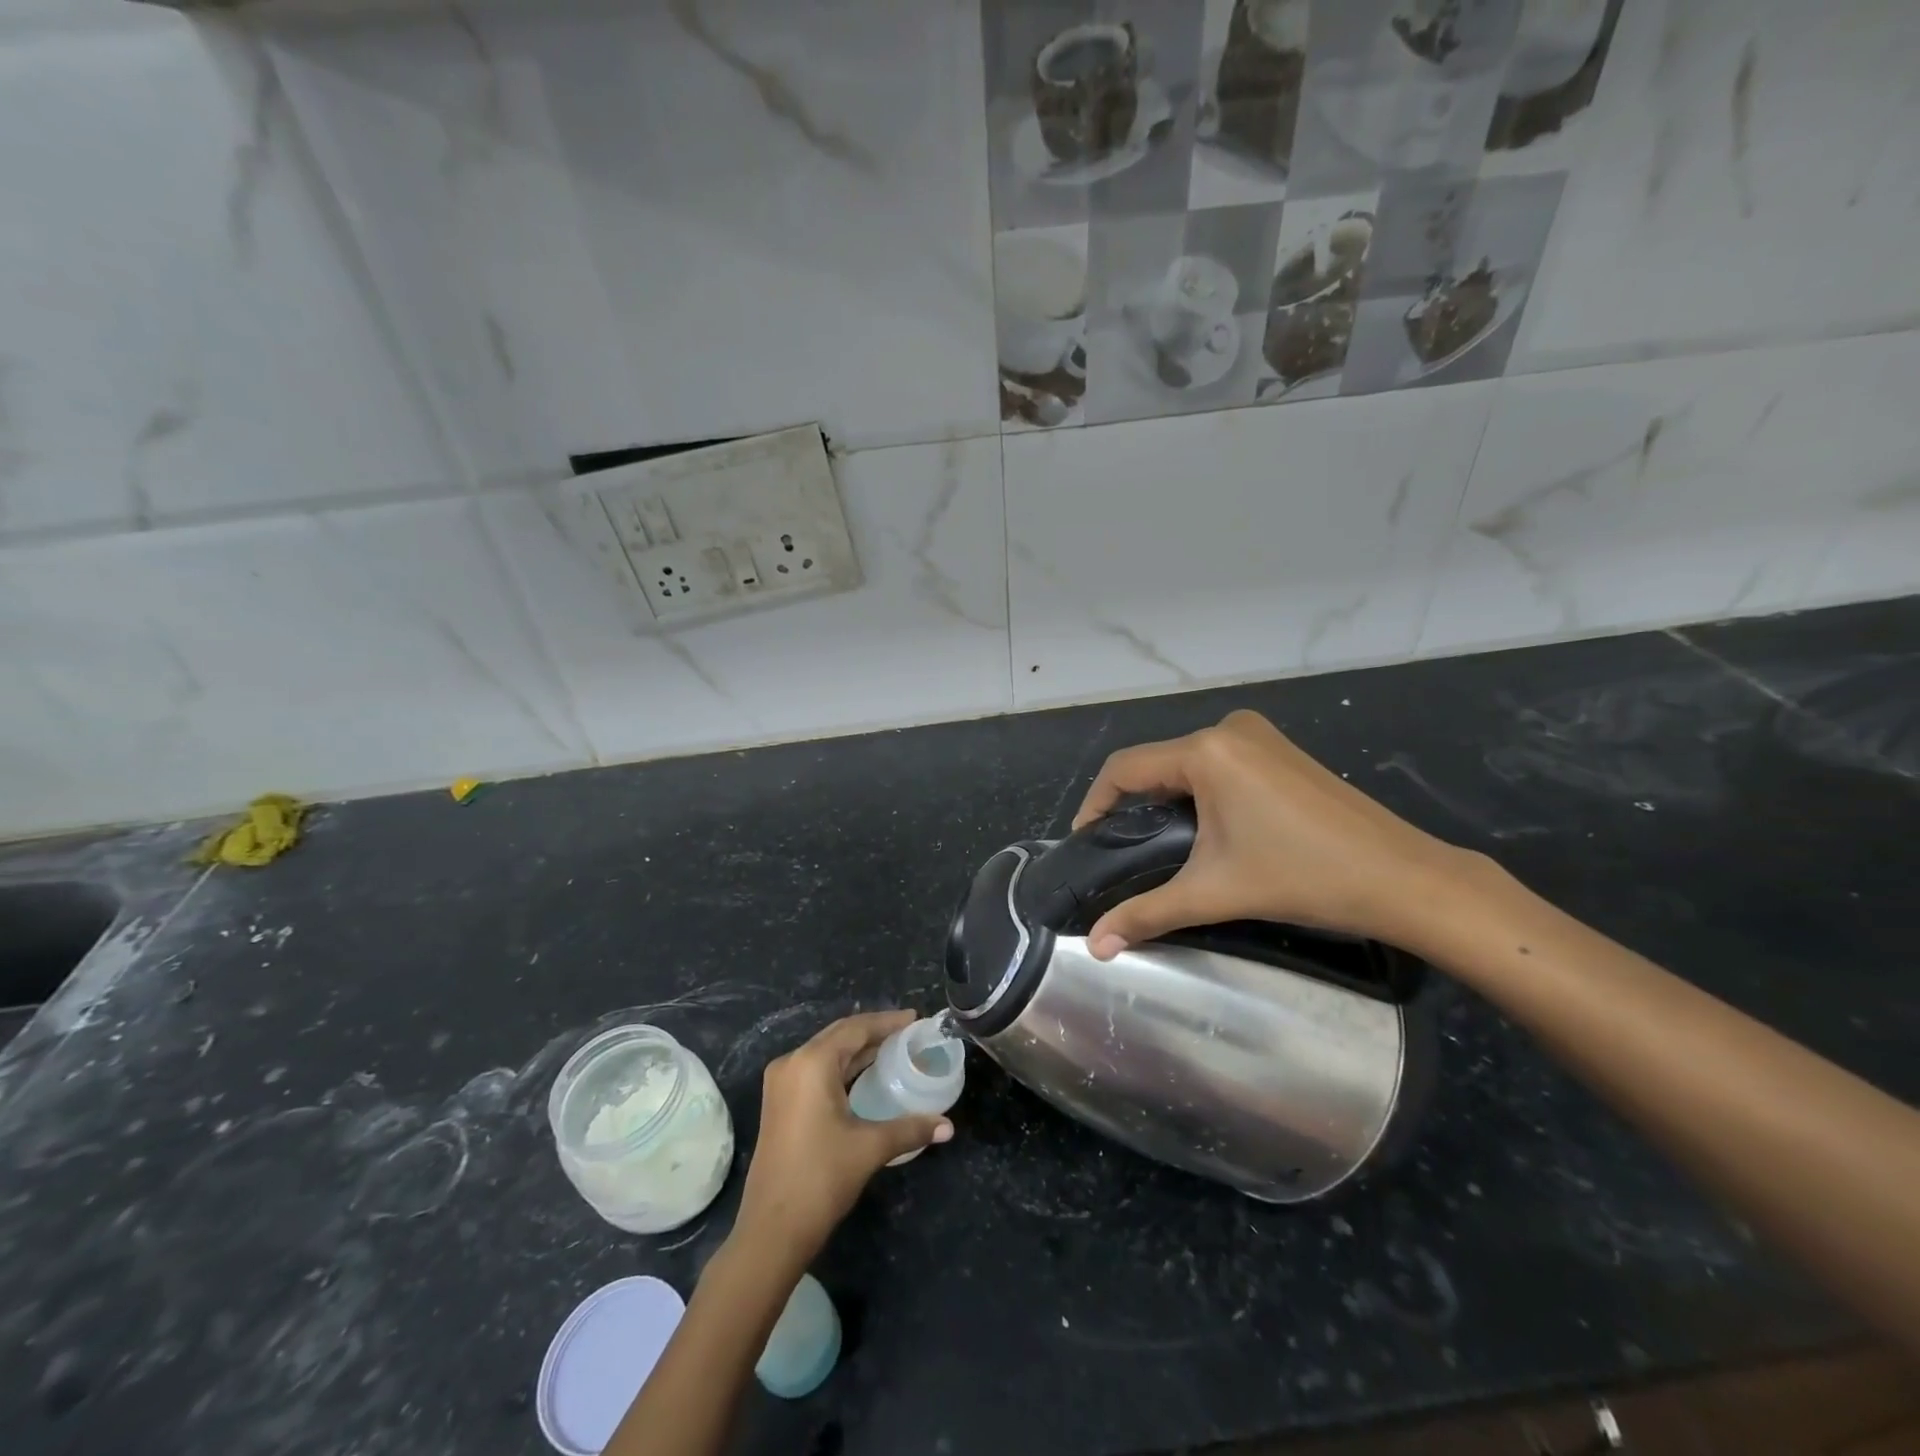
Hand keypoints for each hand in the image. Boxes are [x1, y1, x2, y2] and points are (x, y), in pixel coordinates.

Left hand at [734, 1010, 953, 1264]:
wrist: (771, 1231)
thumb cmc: (821, 1179)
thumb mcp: (870, 1148)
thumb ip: (910, 1129)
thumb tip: (948, 1127)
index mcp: (812, 1063)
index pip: (856, 1028)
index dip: (888, 1022)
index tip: (916, 1019)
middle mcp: (792, 1063)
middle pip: (840, 1035)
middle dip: (874, 1032)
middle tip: (909, 1033)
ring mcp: (782, 1083)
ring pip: (827, 1052)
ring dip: (858, 1049)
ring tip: (894, 1049)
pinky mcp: (779, 1102)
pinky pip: (816, 1070)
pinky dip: (843, 1066)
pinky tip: (866, 1075)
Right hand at [1073, 709, 1474, 958]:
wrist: (1403, 878)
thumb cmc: (1303, 877)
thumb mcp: (1215, 892)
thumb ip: (1147, 914)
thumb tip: (1096, 948)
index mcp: (1207, 751)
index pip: (1125, 768)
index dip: (1095, 804)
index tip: (1084, 842)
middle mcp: (1229, 729)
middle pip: (1156, 763)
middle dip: (1131, 804)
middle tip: (1118, 850)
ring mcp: (1260, 736)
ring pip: (1187, 762)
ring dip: (1164, 797)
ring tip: (1154, 843)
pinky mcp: (1280, 750)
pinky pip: (1218, 763)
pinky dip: (1197, 790)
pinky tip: (1201, 827)